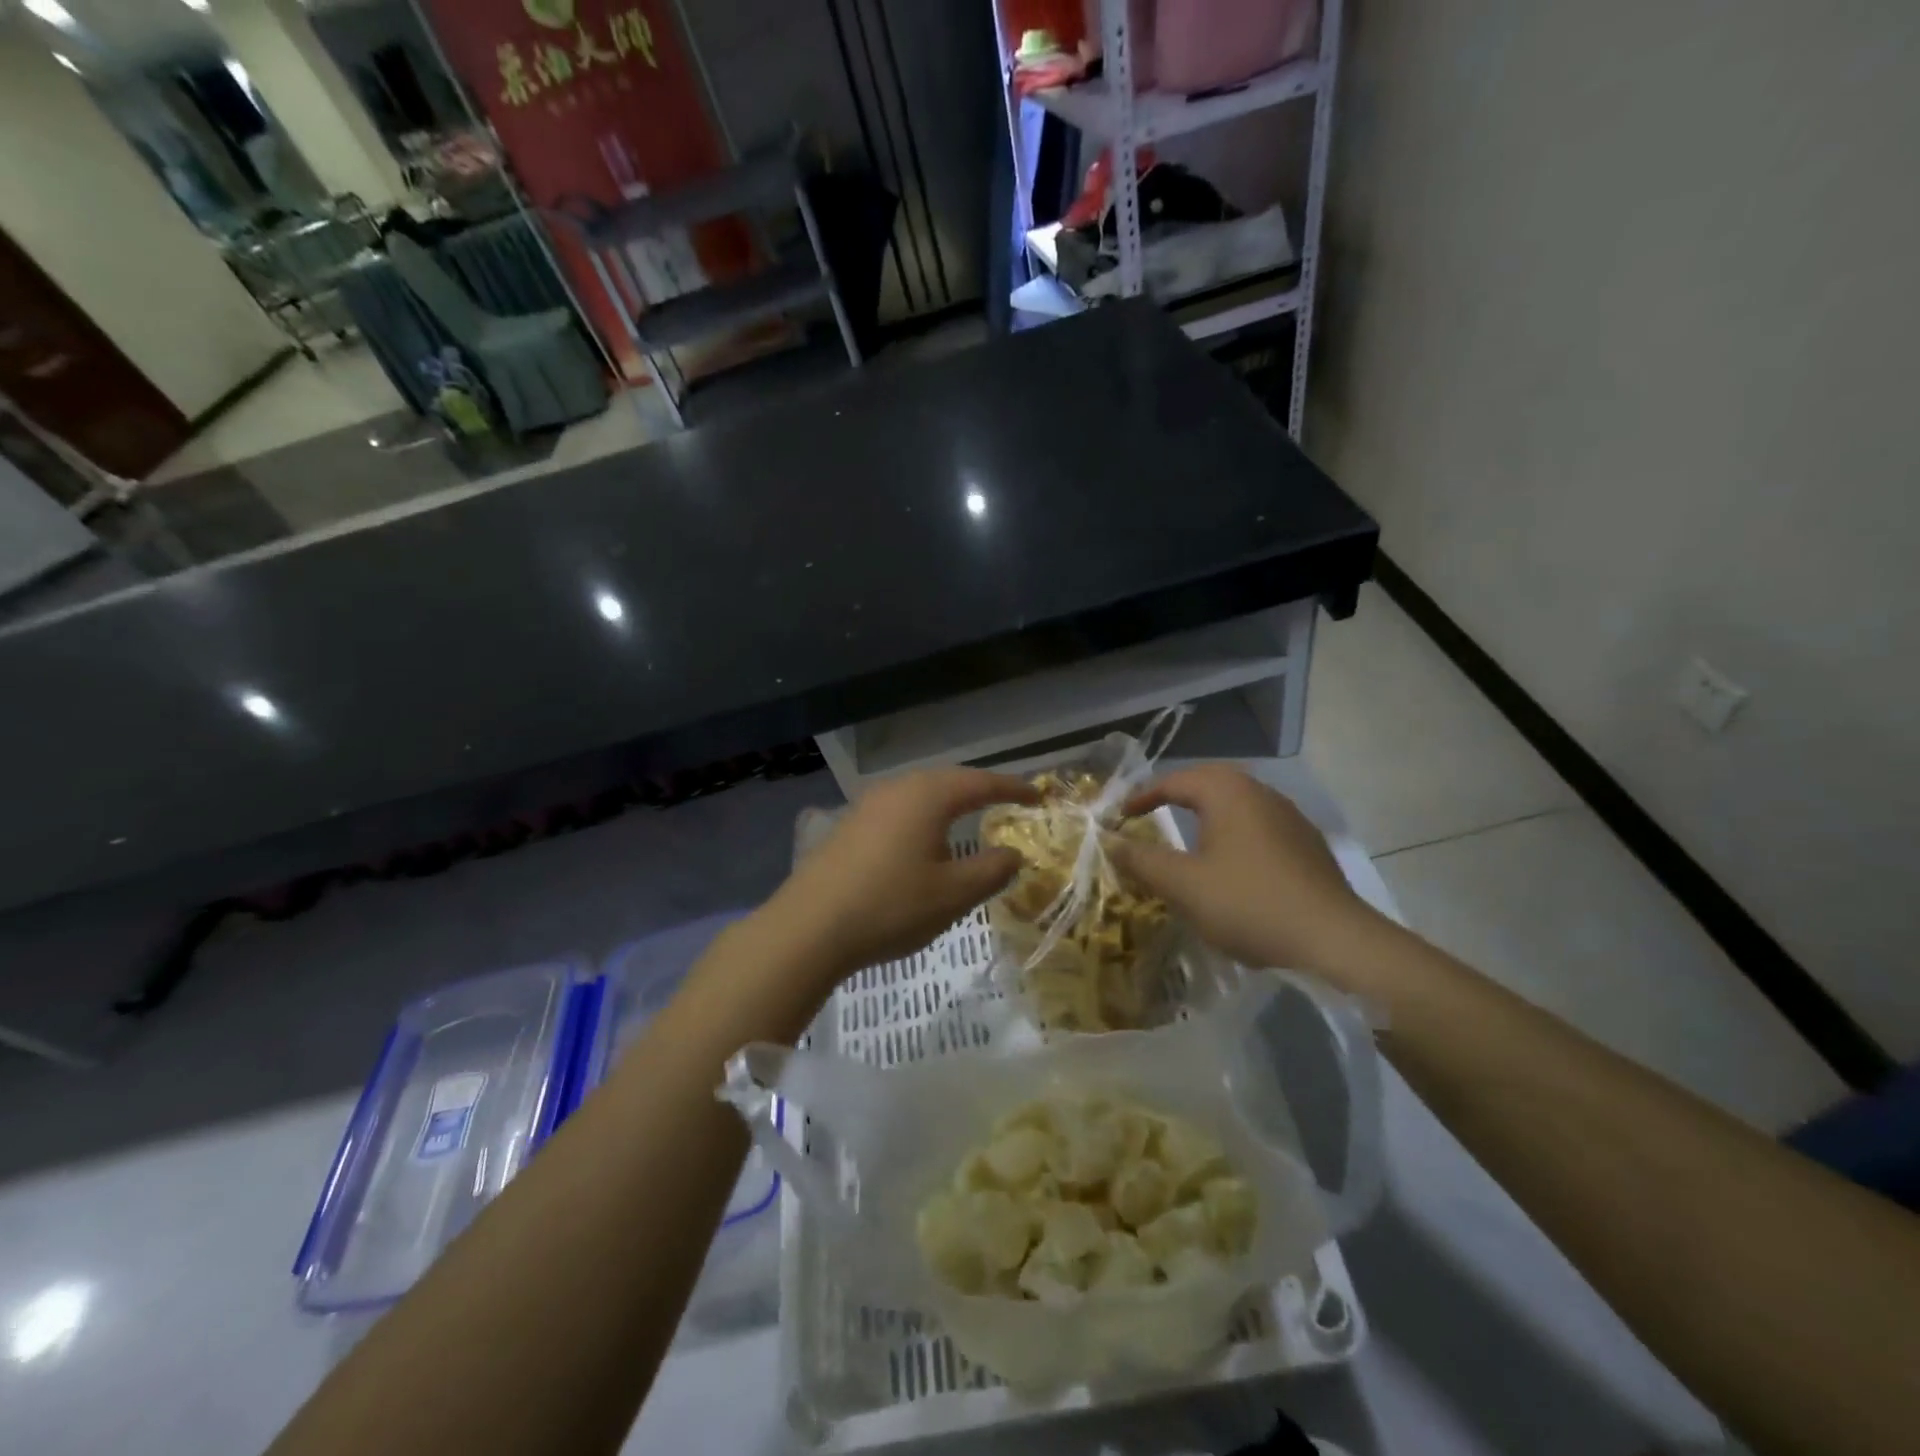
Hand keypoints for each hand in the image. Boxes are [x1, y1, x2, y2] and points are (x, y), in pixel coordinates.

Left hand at [763, 768, 1037, 980]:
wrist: (809, 927)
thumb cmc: (891, 906)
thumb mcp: (953, 894)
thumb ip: (992, 869)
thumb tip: (1014, 853)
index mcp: (929, 795)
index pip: (982, 783)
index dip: (1013, 789)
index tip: (1038, 796)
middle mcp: (898, 788)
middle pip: (949, 780)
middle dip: (980, 790)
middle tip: (1007, 803)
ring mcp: (868, 804)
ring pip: (920, 794)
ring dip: (949, 803)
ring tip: (969, 818)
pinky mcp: (849, 825)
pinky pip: (899, 810)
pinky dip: (923, 818)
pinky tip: (922, 841)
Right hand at [1107, 765, 1388, 982]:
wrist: (1334, 941)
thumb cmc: (1249, 904)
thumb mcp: (1183, 884)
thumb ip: (1142, 859)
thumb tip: (1109, 841)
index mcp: (1229, 792)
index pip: (1174, 781)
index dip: (1141, 796)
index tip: (1119, 817)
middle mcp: (1261, 793)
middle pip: (1209, 783)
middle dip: (1176, 796)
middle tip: (1150, 814)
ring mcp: (1290, 818)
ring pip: (1237, 804)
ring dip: (1207, 815)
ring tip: (1186, 838)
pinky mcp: (1308, 846)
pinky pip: (1258, 827)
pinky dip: (1232, 835)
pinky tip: (1230, 865)